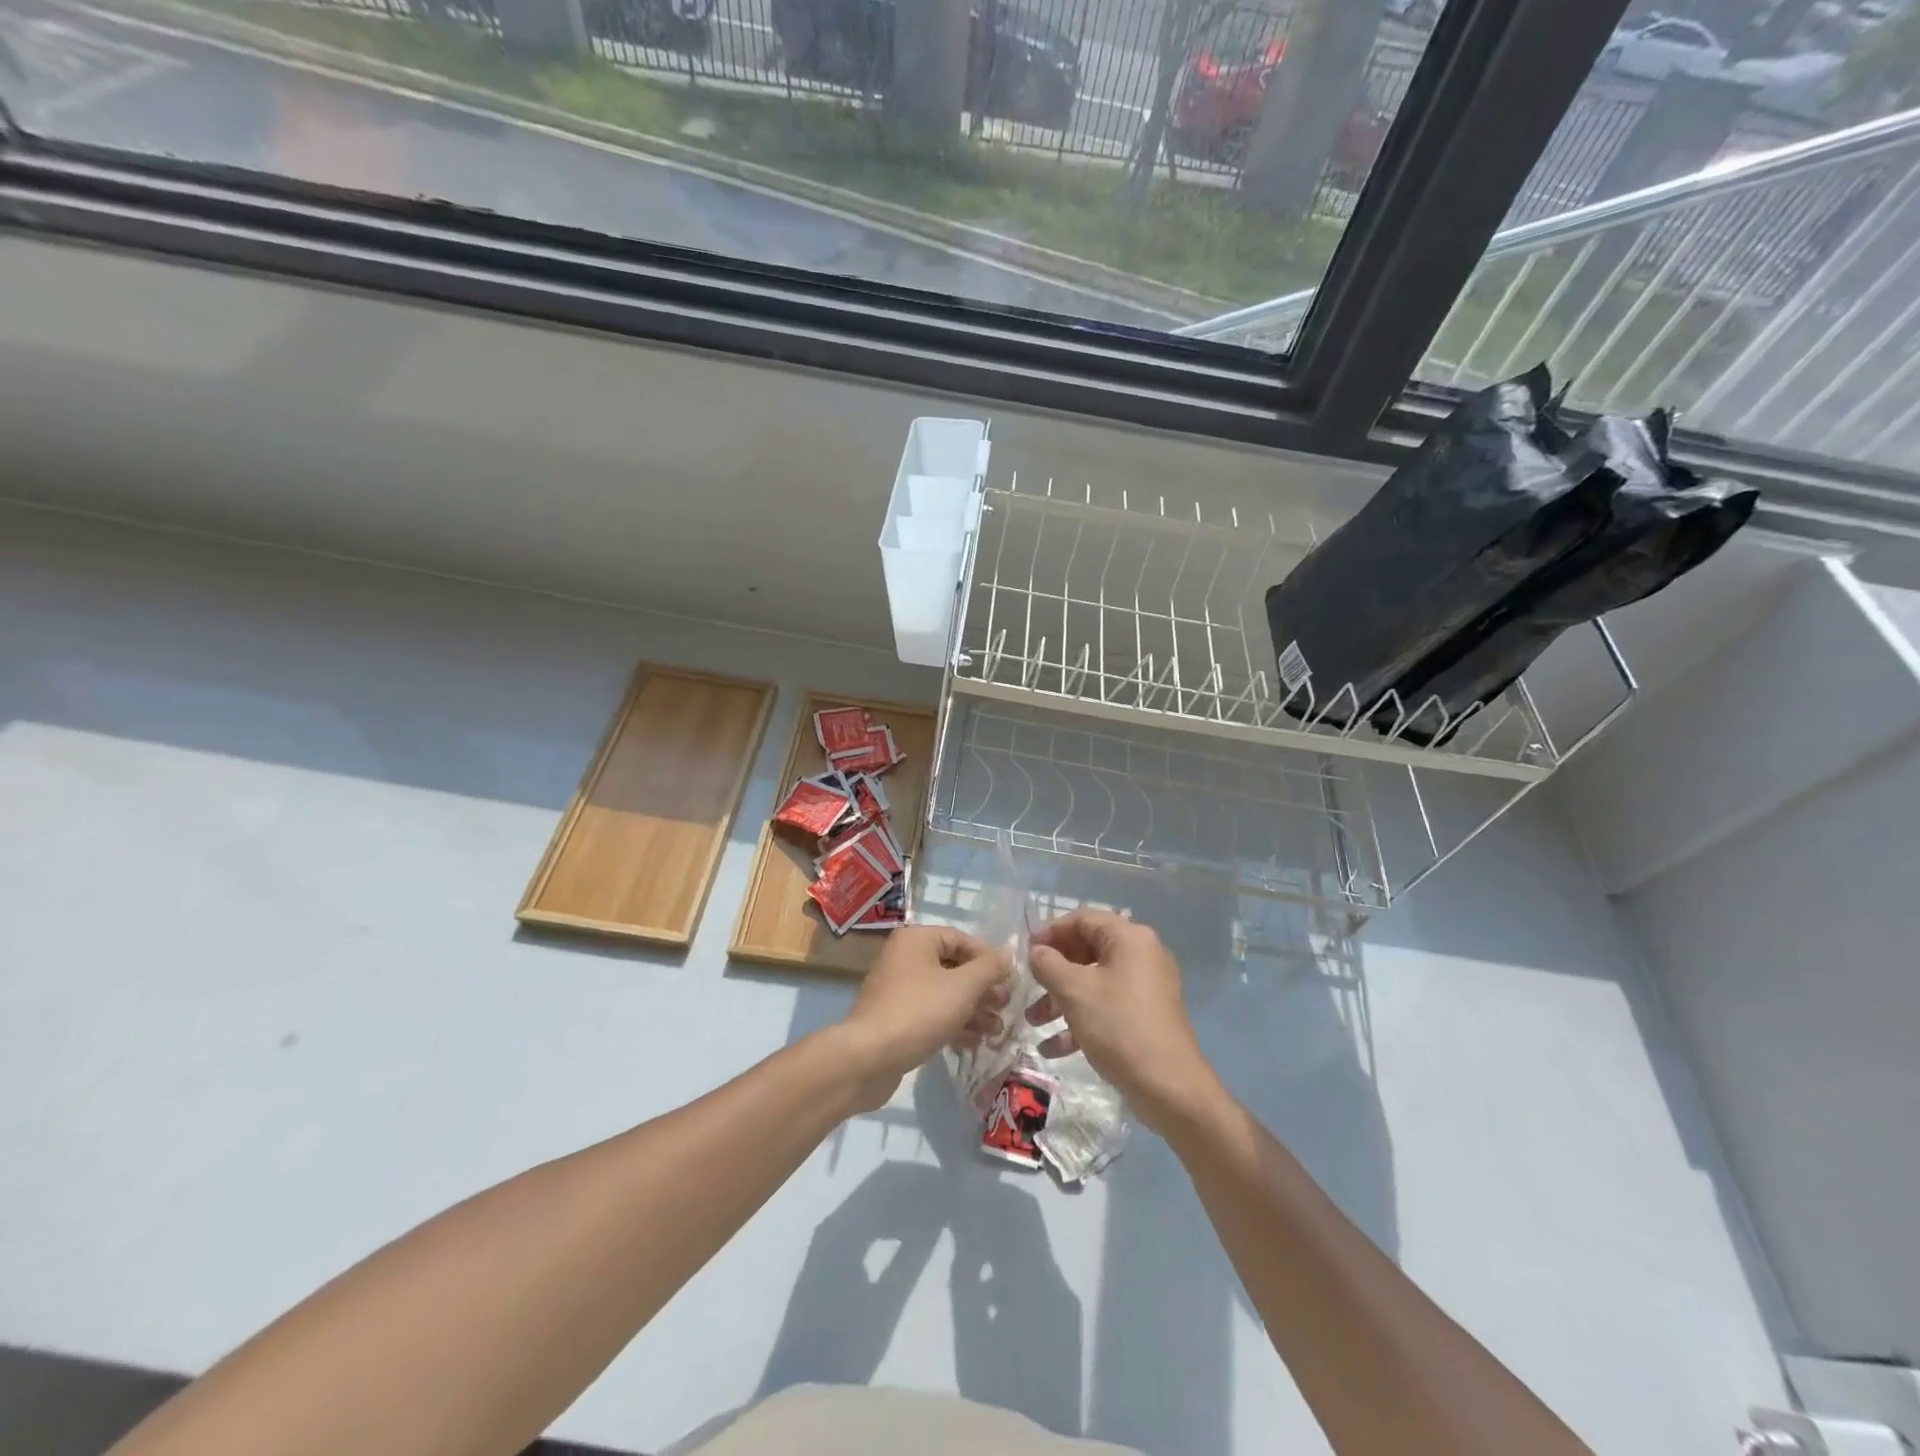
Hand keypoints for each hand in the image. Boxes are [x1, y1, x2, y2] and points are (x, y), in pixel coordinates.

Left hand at [836, 925, 1008, 1111]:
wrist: (869, 1058)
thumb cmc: (920, 1011)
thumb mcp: (963, 986)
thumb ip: (989, 968)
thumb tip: (1006, 956)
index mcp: (916, 940)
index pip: (962, 939)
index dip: (989, 959)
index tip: (1010, 980)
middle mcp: (905, 958)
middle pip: (954, 967)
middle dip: (983, 988)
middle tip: (1005, 1007)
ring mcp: (899, 990)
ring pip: (945, 993)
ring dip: (973, 1010)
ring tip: (996, 1030)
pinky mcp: (897, 1018)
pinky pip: (932, 1013)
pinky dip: (954, 1024)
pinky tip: (975, 1042)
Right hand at [1028, 910, 1221, 1132]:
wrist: (1170, 1088)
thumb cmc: (1119, 1027)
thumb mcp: (1075, 991)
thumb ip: (1049, 964)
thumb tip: (1037, 951)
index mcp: (1129, 938)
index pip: (1082, 920)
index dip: (1050, 932)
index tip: (1025, 952)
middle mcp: (1141, 955)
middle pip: (1087, 950)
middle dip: (1053, 971)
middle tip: (1028, 986)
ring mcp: (1145, 987)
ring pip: (1094, 981)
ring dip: (1061, 999)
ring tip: (1033, 1022)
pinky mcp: (1145, 1016)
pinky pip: (1106, 1006)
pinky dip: (1080, 1020)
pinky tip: (1053, 1048)